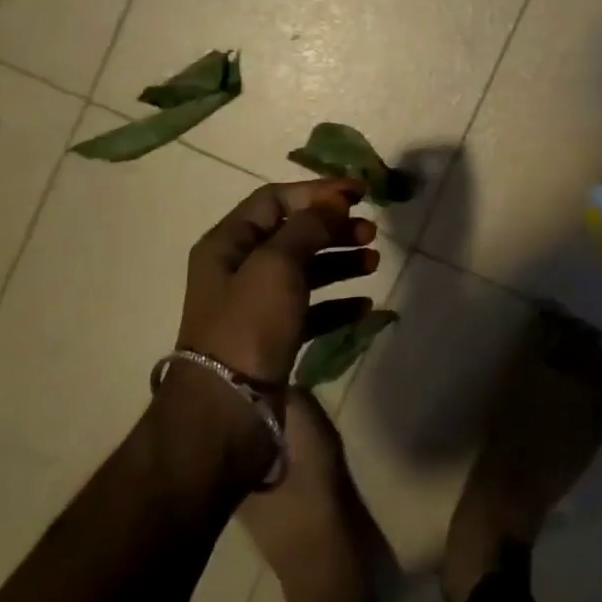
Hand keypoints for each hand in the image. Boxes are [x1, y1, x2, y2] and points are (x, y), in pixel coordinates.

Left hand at [178, 179, 378, 385]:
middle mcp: (240, 269)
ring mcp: (257, 306)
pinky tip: (364, 307)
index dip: (318, 192)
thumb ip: (308, 227)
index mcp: (229, 243)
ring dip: (341, 263)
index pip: (276, 200)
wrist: (228, 410)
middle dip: (334, 229)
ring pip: (306, 271)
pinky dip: (337, 304)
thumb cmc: (249, 325)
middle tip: (371, 233)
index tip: (359, 194)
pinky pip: (311, 310)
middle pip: (294, 234)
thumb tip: (335, 202)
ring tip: (374, 264)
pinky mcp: (274, 337)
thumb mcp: (277, 265)